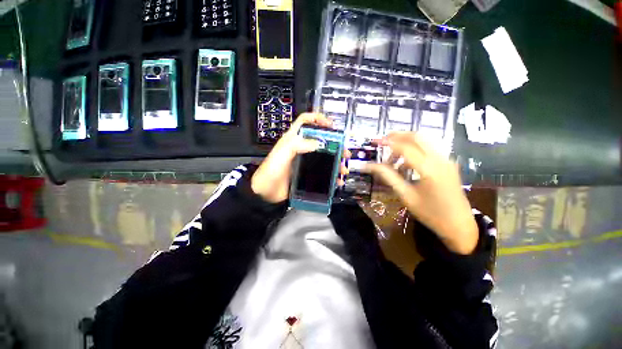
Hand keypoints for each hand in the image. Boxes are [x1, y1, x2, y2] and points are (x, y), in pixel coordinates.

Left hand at [251, 113, 349, 202]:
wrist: (265, 193)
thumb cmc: (270, 172)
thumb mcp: (281, 155)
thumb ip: (296, 145)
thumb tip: (319, 142)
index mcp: (293, 140)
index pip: (305, 121)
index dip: (317, 119)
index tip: (331, 124)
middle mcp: (300, 148)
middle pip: (320, 141)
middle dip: (335, 144)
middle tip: (344, 152)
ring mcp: (305, 162)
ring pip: (324, 157)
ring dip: (336, 162)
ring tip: (343, 169)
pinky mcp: (307, 174)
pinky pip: (322, 172)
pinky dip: (331, 175)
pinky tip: (336, 180)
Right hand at [365, 132, 477, 254]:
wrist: (459, 225)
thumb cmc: (430, 213)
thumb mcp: (406, 195)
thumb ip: (388, 177)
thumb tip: (370, 166)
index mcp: (429, 169)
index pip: (405, 148)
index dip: (388, 143)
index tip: (375, 142)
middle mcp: (440, 159)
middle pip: (417, 137)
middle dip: (398, 136)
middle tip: (382, 141)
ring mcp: (446, 160)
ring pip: (424, 141)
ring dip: (406, 143)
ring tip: (392, 159)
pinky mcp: (447, 163)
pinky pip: (429, 149)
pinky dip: (414, 151)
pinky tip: (405, 165)